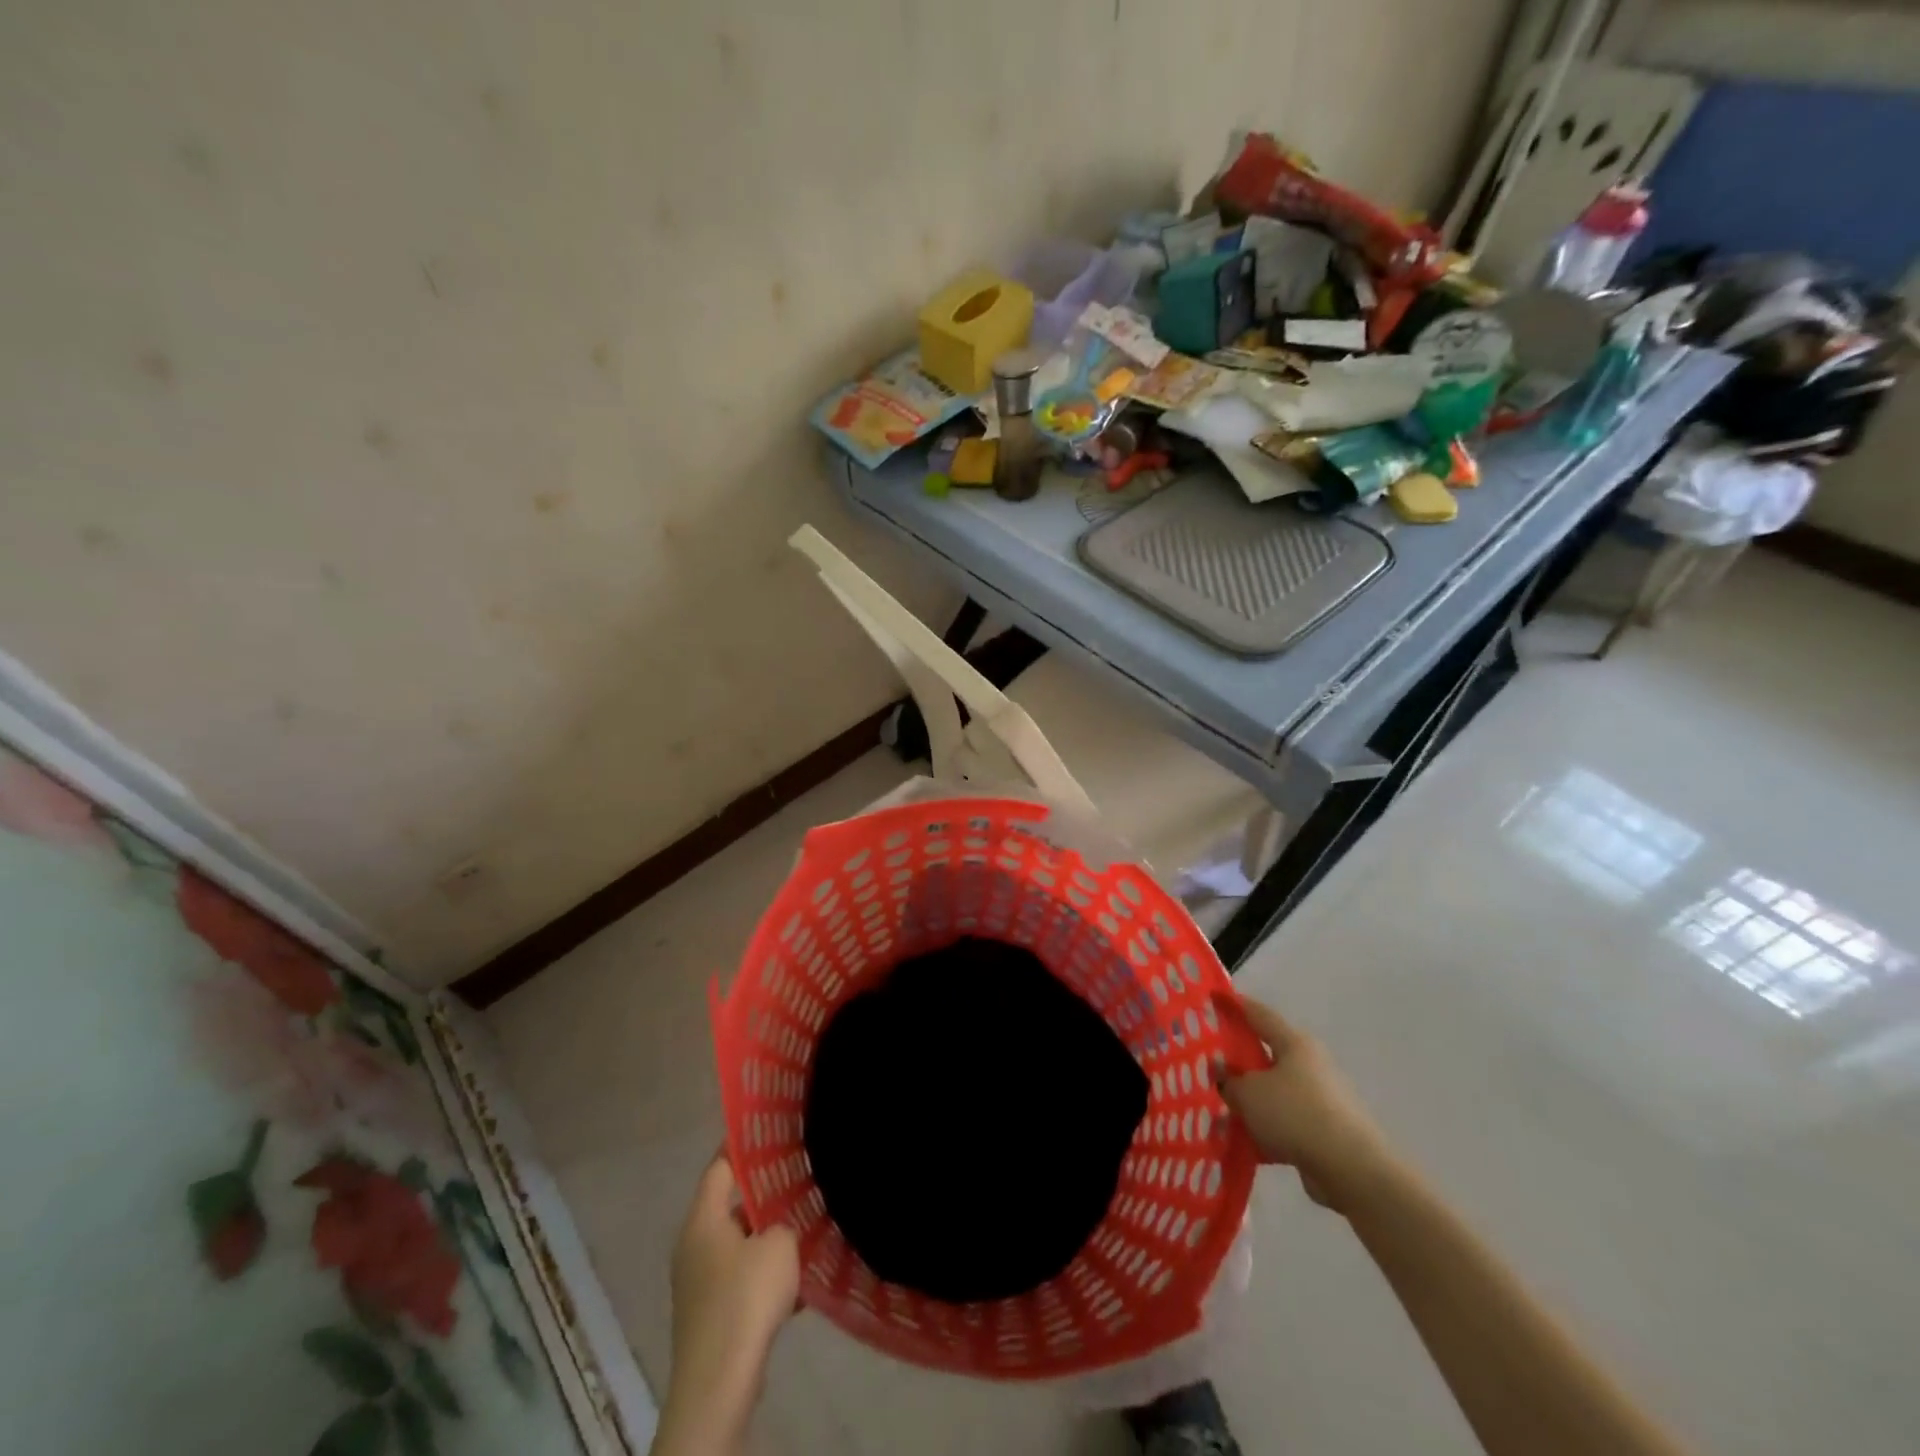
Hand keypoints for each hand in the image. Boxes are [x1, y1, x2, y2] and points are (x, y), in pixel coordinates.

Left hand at [656, 1155, 799, 1452]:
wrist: (718, 1383)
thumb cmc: (745, 1298)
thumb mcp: (779, 1245)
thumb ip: (783, 1224)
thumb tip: (780, 1228)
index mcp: (702, 1219)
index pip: (719, 1167)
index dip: (743, 1148)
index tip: (770, 1133)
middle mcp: (693, 1245)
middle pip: (729, 1206)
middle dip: (763, 1196)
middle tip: (798, 1181)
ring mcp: (697, 1283)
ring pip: (737, 1245)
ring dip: (766, 1240)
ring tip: (803, 1229)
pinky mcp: (709, 1314)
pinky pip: (740, 1279)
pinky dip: (763, 1275)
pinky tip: (796, 1282)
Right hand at [1215, 993, 1398, 1213]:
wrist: (1350, 1169)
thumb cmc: (1295, 1114)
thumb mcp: (1248, 1093)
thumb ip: (1229, 1082)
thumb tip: (1223, 1078)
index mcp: (1295, 1043)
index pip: (1259, 1013)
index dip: (1234, 1005)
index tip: (1213, 997)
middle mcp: (1310, 1065)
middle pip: (1267, 1054)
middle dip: (1239, 1060)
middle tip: (1208, 1063)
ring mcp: (1320, 1099)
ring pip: (1275, 1092)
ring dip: (1251, 1099)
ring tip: (1220, 1108)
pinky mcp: (1325, 1131)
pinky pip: (1285, 1122)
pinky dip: (1265, 1128)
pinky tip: (1243, 1140)